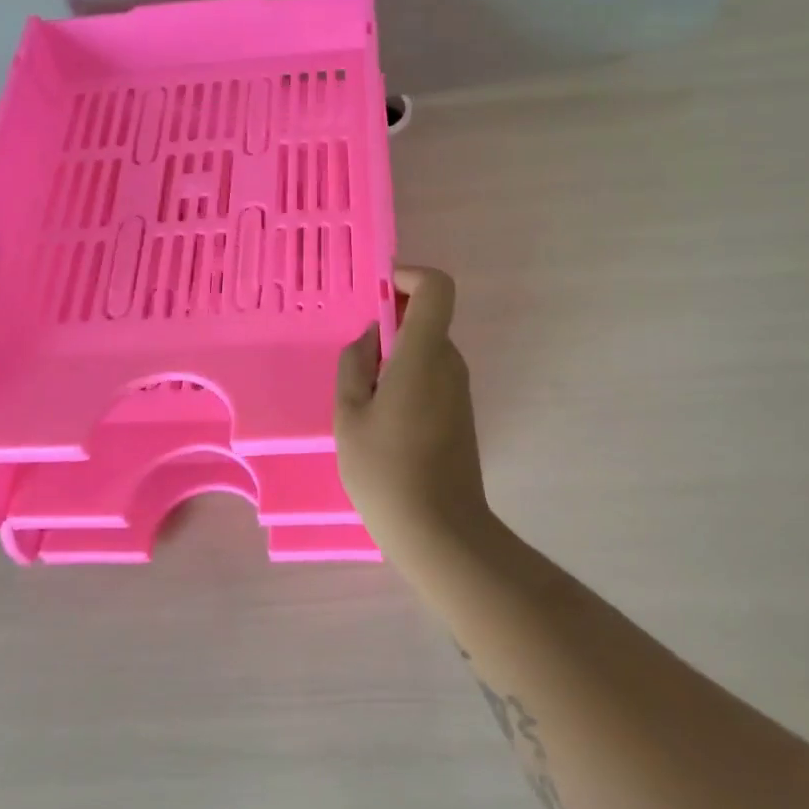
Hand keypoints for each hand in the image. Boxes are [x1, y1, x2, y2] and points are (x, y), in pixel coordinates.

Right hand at [334, 266, 493, 558]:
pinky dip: (404, 377)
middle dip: (389, 322)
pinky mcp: (458, 413)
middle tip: (353, 353)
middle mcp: (449, 363)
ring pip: (425, 349)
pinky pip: (430, 375)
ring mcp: (457, 389)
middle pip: (427, 318)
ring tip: (360, 394)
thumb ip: (355, 365)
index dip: (407, 276)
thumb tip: (371, 337)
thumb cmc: (386, 471)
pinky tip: (379, 417)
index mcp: (424, 354)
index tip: (375, 294)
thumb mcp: (350, 415)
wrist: (441, 532)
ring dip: (394, 354)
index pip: (436, 288)